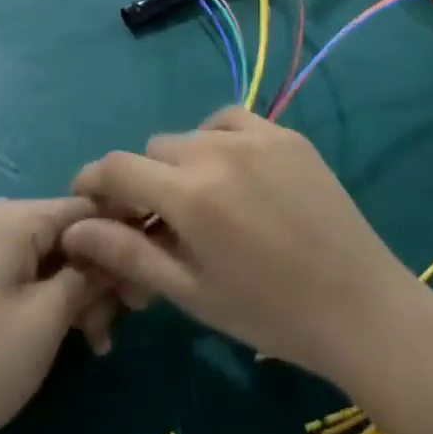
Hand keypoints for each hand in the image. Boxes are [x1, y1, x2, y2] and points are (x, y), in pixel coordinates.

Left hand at [0, 197, 113, 433]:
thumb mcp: (47, 318)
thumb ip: (91, 274)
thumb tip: (120, 247)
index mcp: (16, 217)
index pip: (91, 206)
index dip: (126, 237)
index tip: (151, 277)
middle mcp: (1, 222)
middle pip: (74, 235)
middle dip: (103, 276)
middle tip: (125, 322)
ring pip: (56, 261)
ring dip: (84, 297)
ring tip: (99, 345)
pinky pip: (33, 279)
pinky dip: (57, 305)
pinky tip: (75, 342)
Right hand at [60, 108, 421, 385]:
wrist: (358, 305)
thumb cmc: (268, 313)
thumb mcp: (191, 292)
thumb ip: (128, 253)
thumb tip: (74, 229)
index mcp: (189, 194)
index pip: (118, 167)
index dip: (95, 181)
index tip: (91, 201)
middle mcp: (217, 150)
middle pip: (155, 149)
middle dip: (146, 180)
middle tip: (161, 219)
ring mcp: (257, 136)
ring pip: (193, 132)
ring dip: (184, 159)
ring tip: (203, 198)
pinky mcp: (287, 134)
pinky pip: (234, 121)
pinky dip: (220, 138)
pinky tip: (234, 172)